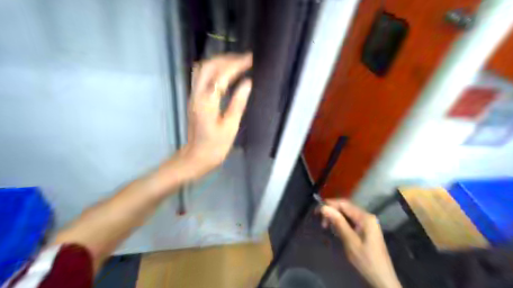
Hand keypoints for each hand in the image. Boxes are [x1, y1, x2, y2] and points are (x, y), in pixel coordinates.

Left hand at [179, 52, 252, 177]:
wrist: (196, 157)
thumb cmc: (215, 146)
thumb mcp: (230, 127)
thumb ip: (238, 103)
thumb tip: (247, 83)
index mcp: (207, 102)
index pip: (221, 75)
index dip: (236, 65)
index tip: (250, 60)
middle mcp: (197, 95)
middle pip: (208, 66)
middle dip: (227, 59)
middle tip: (244, 59)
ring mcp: (193, 96)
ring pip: (202, 69)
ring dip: (219, 62)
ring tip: (236, 63)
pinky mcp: (194, 99)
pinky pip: (201, 77)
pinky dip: (213, 70)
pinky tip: (224, 73)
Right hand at [320, 199, 399, 287]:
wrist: (382, 279)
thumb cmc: (366, 260)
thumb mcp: (350, 241)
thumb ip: (338, 222)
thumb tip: (324, 207)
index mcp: (365, 217)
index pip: (344, 204)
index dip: (329, 204)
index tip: (317, 210)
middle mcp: (366, 216)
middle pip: (345, 208)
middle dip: (332, 212)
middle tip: (321, 222)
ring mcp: (367, 223)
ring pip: (347, 214)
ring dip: (335, 218)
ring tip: (326, 226)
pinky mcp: (365, 229)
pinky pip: (350, 221)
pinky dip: (341, 223)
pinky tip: (335, 229)